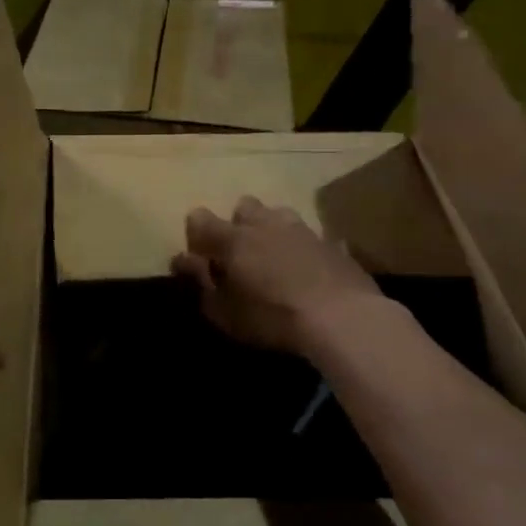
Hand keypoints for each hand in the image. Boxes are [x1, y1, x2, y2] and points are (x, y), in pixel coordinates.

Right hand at [172, 196, 379, 355]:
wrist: (342, 318)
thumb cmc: (272, 317)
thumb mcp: (225, 311)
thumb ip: (201, 282)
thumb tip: (183, 259)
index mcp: (233, 239)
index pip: (200, 219)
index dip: (195, 234)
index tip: (198, 256)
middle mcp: (265, 224)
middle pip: (244, 207)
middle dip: (238, 224)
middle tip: (240, 254)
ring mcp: (302, 230)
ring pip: (279, 215)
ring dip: (271, 230)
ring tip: (275, 258)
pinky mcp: (332, 243)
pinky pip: (311, 237)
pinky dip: (303, 249)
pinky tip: (308, 270)